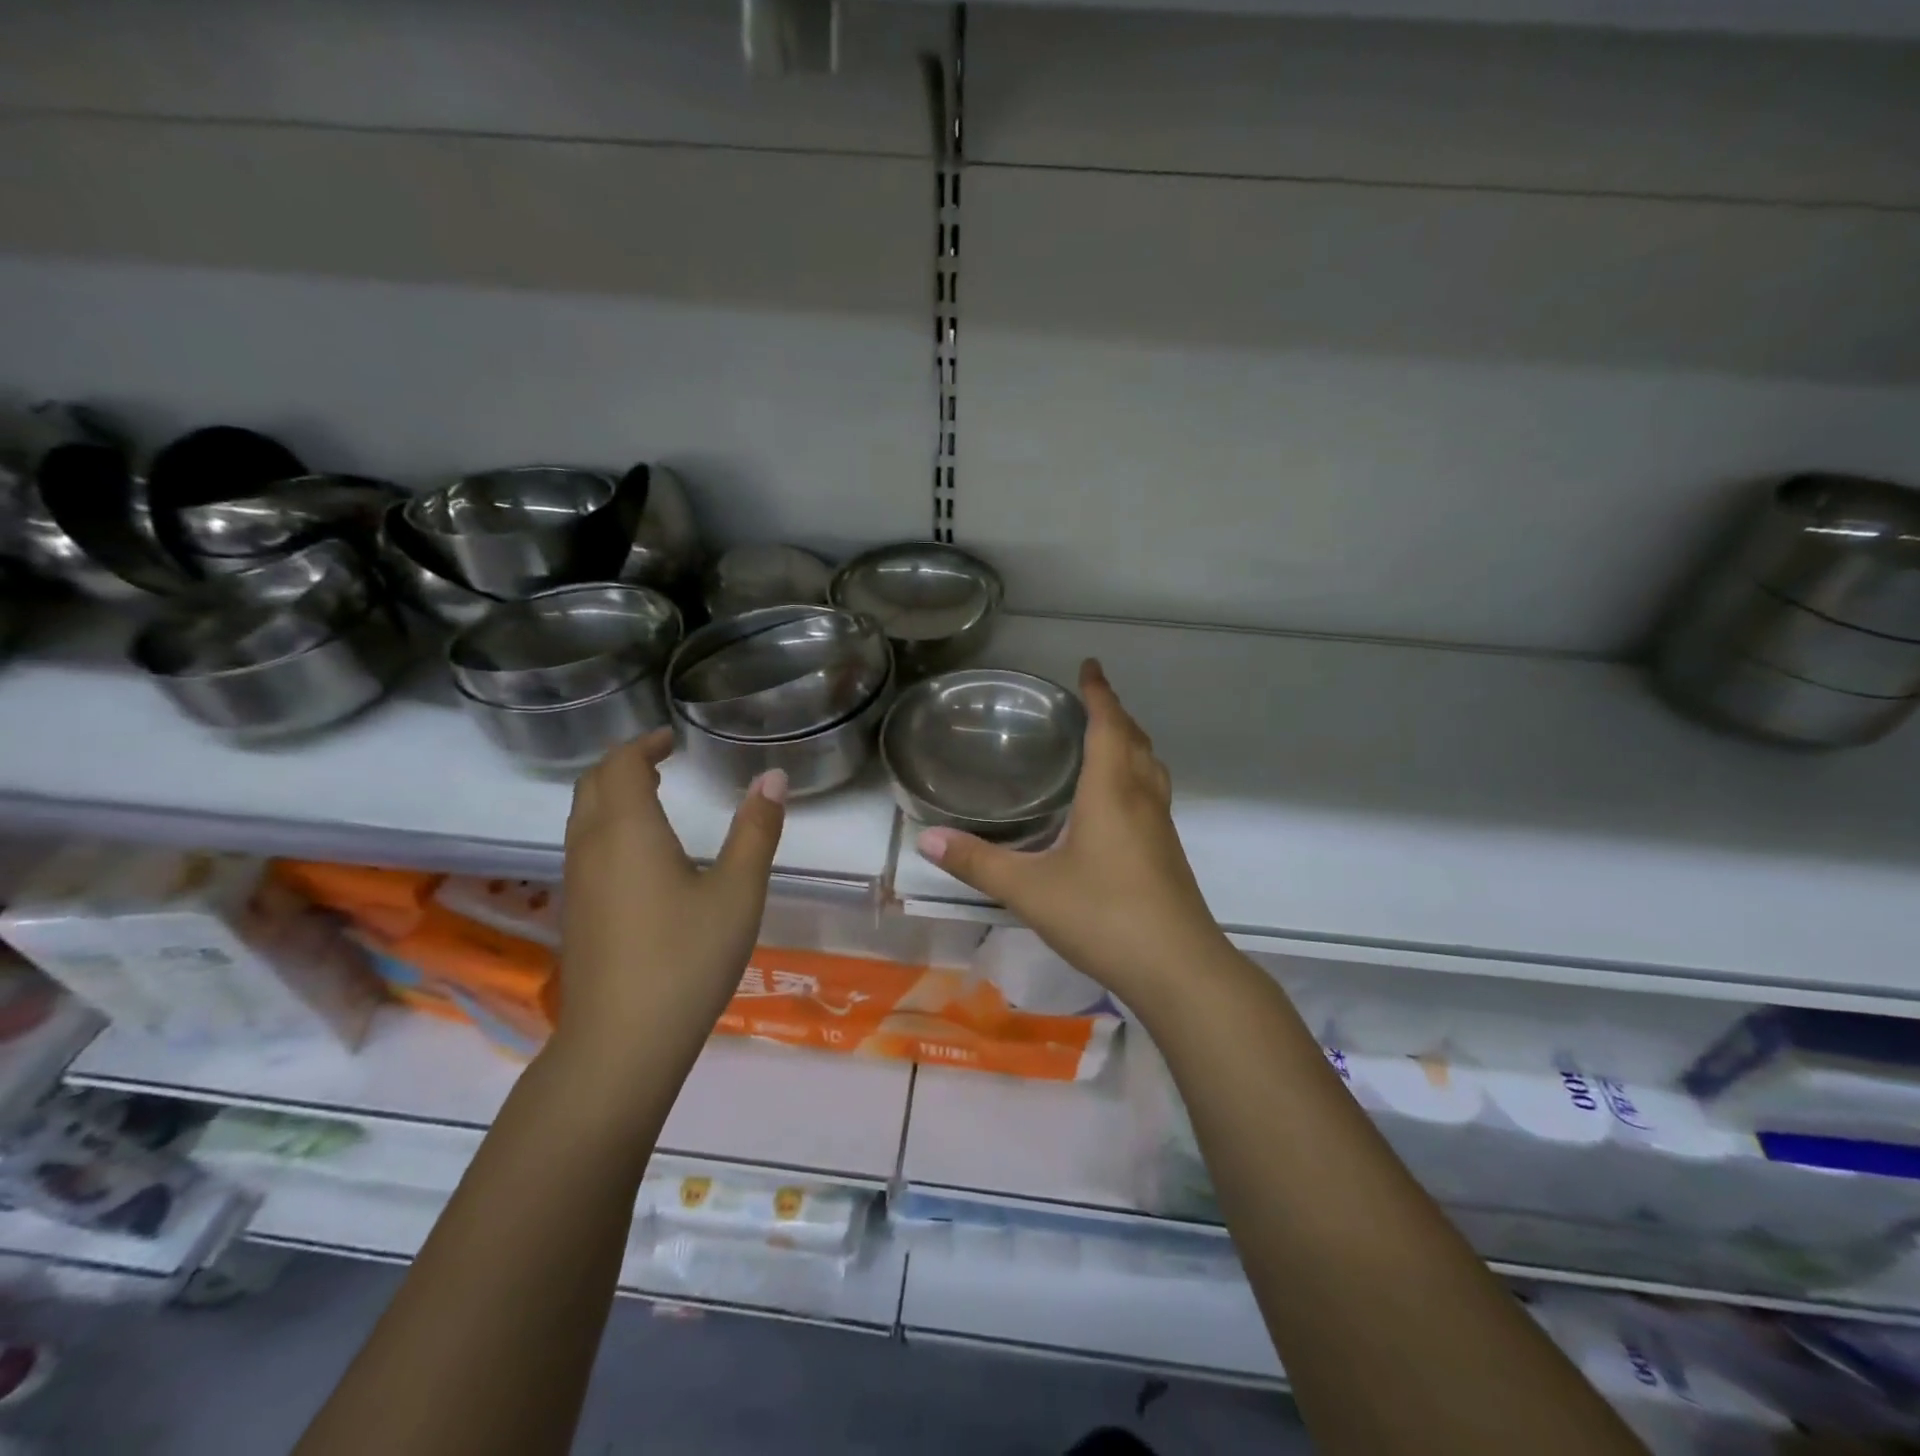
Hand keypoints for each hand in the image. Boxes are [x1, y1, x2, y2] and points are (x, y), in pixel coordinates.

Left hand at [553, 730, 787, 1073]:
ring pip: (583, 816)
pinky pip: (584, 845)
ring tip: (654, 796)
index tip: (672, 740)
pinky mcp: (577, 912)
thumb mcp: (738, 891)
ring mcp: (577, 882)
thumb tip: (772, 777)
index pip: (623, 764)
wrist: (621, 1043)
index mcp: (628, 830)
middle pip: (594, 784)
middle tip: (662, 760)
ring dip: (613, 793)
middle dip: (625, 763)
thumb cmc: (687, 958)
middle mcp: (592, 847)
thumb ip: (756, 830)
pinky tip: (641, 852)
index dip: (645, 744)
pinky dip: (608, 824)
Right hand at [917, 659, 1225, 1003]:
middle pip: (1134, 740)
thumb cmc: (1103, 916)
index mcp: (1111, 792)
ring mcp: (1160, 828)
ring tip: (1106, 740)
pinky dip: (1135, 776)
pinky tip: (1116, 803)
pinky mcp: (1168, 854)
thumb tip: (926, 839)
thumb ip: (977, 862)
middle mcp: (1141, 799)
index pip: (1108, 725)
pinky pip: (1152, 794)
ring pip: (1149, 768)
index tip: (1090, 666)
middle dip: (1114, 713)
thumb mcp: (1029, 889)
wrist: (1178, 969)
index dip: (1099, 692)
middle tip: (1091, 700)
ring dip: (1130, 743)